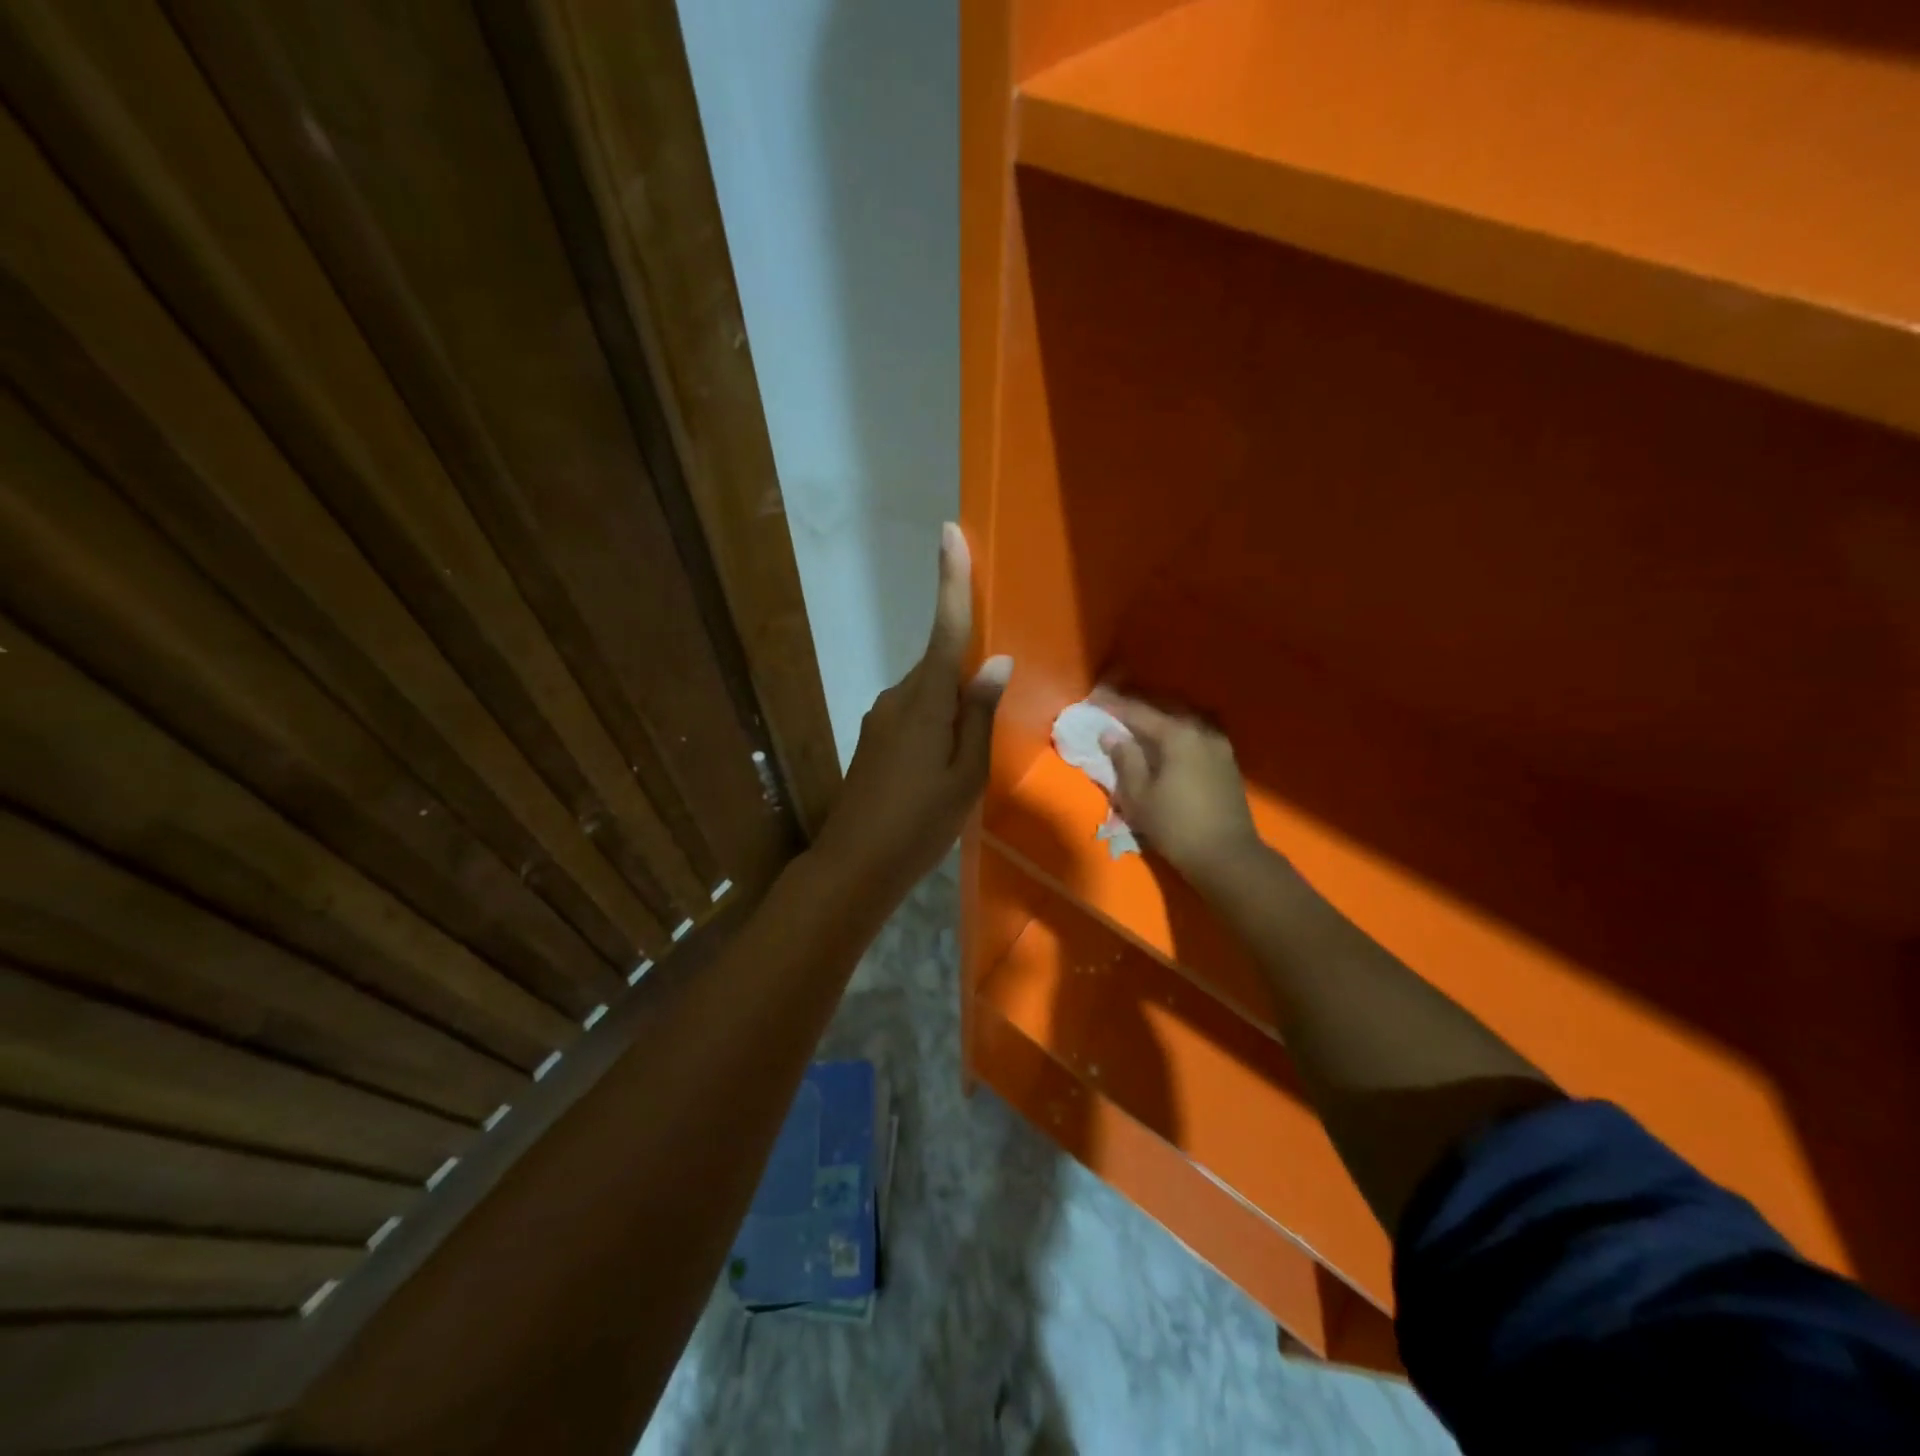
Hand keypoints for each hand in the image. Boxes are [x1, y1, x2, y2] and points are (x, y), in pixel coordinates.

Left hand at [813, 524, 1012, 895]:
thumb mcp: (966, 775)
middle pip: (939, 662)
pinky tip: (945, 759)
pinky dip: (936, 719)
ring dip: (952, 702)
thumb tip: (995, 662)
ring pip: (928, 691)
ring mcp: (881, 717)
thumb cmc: (920, 823)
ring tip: (969, 752)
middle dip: (966, 665)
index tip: (949, 534)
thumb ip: (979, 715)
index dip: (950, 581)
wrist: (855, 864)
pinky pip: (915, 711)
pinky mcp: (874, 737)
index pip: (944, 630)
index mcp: (926, 702)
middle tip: (989, 705)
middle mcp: (898, 697)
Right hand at [1093, 693, 1265, 889]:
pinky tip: (1167, 737)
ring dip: (1160, 714)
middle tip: (1113, 704)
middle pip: (1165, 707)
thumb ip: (1125, 760)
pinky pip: (1196, 731)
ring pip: (1184, 717)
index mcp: (1177, 735)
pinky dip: (1177, 728)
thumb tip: (1111, 735)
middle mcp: (1201, 730)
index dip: (1114, 705)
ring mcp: (1219, 744)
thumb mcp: (1139, 796)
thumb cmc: (1175, 826)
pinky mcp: (1226, 760)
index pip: (1139, 712)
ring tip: (1139, 718)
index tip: (1093, 698)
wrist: (1226, 856)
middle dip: (1137, 704)